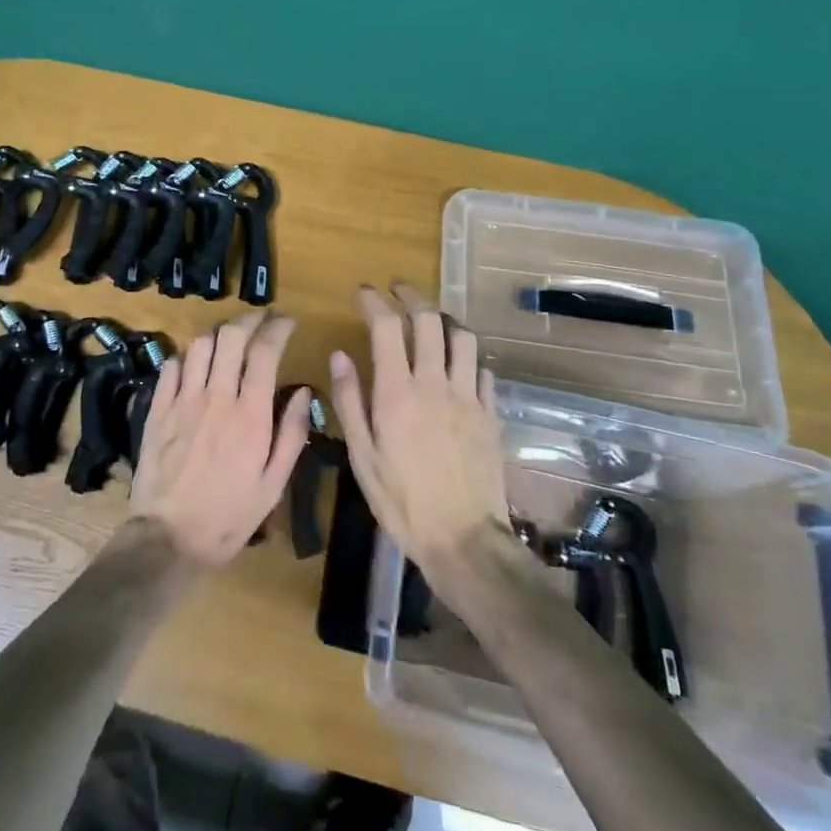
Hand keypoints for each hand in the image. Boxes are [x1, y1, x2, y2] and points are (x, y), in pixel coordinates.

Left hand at [128, 313, 311, 567]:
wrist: (169, 538)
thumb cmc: (229, 516)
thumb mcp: (274, 484)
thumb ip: (292, 434)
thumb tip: (303, 391)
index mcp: (250, 415)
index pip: (265, 351)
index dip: (278, 328)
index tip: (287, 322)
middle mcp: (217, 397)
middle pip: (231, 336)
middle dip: (249, 319)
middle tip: (260, 320)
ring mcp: (183, 400)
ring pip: (200, 345)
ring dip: (218, 334)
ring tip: (229, 339)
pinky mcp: (158, 409)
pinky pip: (171, 366)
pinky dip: (187, 357)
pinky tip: (195, 365)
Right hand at [330, 284, 512, 582]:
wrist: (463, 540)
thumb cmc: (402, 501)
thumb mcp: (362, 456)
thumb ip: (350, 401)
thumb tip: (339, 356)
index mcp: (397, 392)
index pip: (386, 326)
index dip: (373, 301)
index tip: (362, 292)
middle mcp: (434, 383)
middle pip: (428, 319)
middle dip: (411, 296)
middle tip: (397, 290)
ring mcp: (468, 396)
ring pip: (462, 337)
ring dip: (444, 320)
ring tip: (431, 319)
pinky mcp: (491, 413)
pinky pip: (483, 370)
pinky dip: (468, 357)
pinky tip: (459, 364)